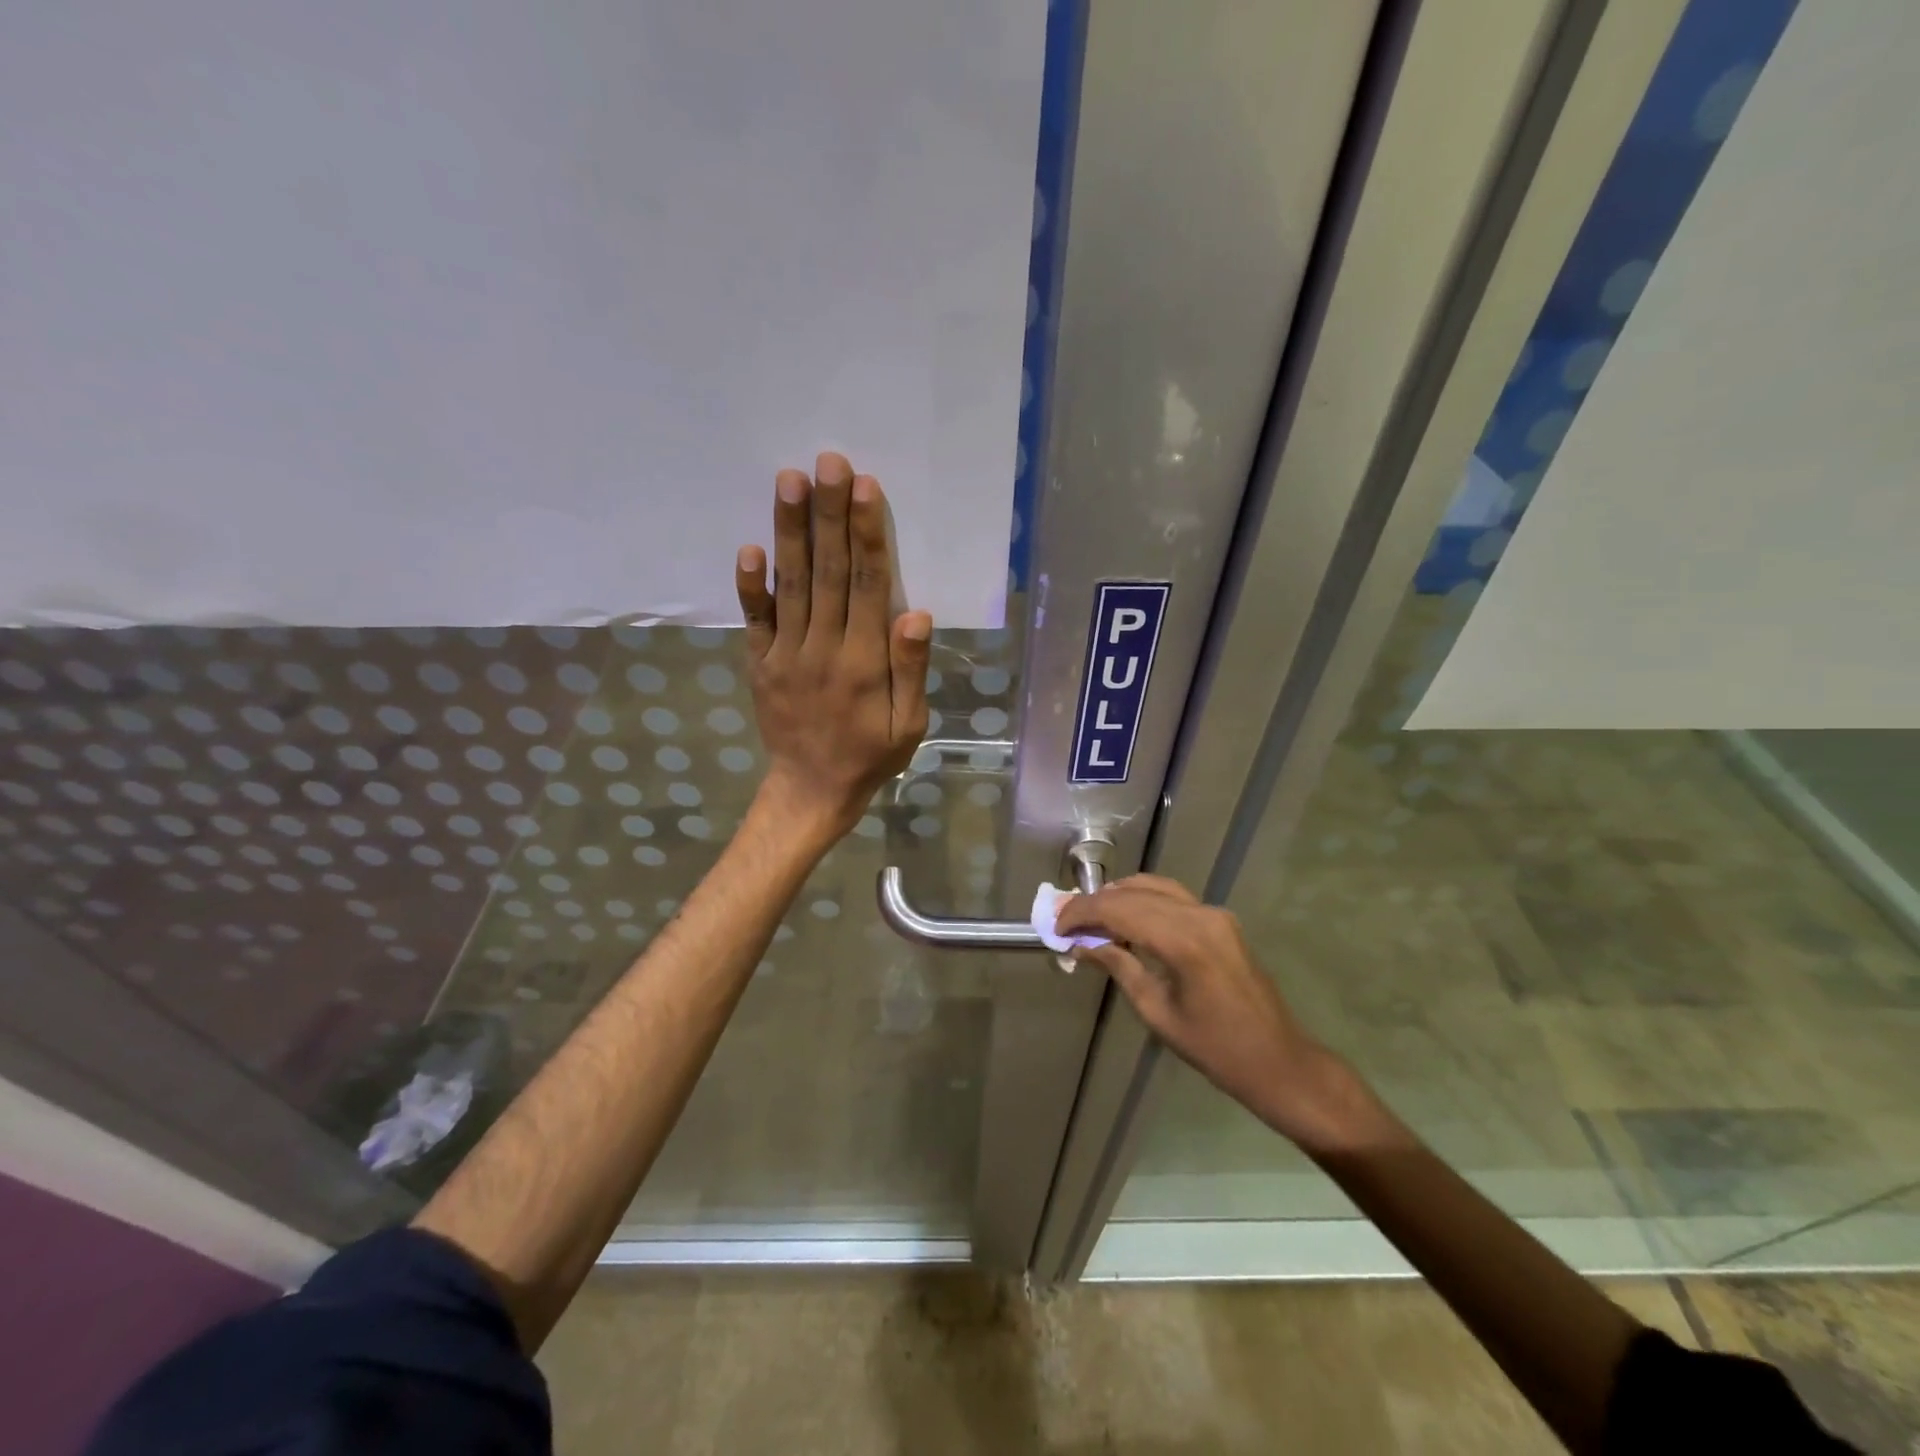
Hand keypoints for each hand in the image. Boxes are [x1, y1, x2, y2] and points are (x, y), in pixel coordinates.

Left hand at [735, 452, 931, 843]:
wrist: (810, 791)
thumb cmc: (870, 756)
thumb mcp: (909, 725)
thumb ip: (911, 669)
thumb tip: (916, 612)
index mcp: (864, 662)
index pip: (867, 586)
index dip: (867, 535)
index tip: (864, 487)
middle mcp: (823, 648)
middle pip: (827, 572)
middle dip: (828, 514)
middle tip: (827, 461)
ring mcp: (785, 654)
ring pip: (790, 585)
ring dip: (790, 531)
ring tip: (789, 481)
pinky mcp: (760, 663)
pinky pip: (753, 620)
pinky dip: (750, 585)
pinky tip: (749, 547)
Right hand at [1056, 875, 1374, 1150]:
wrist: (1278, 1060)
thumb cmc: (1215, 1049)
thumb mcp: (1157, 1012)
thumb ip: (1120, 968)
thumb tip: (1083, 945)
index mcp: (1184, 942)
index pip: (1120, 910)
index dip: (1082, 913)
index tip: (1056, 926)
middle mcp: (1200, 916)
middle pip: (1135, 893)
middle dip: (1095, 903)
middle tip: (1065, 919)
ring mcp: (1214, 914)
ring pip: (1155, 887)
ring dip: (1119, 896)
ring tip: (1089, 916)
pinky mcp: (1221, 920)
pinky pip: (1173, 897)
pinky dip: (1143, 900)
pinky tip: (1125, 916)